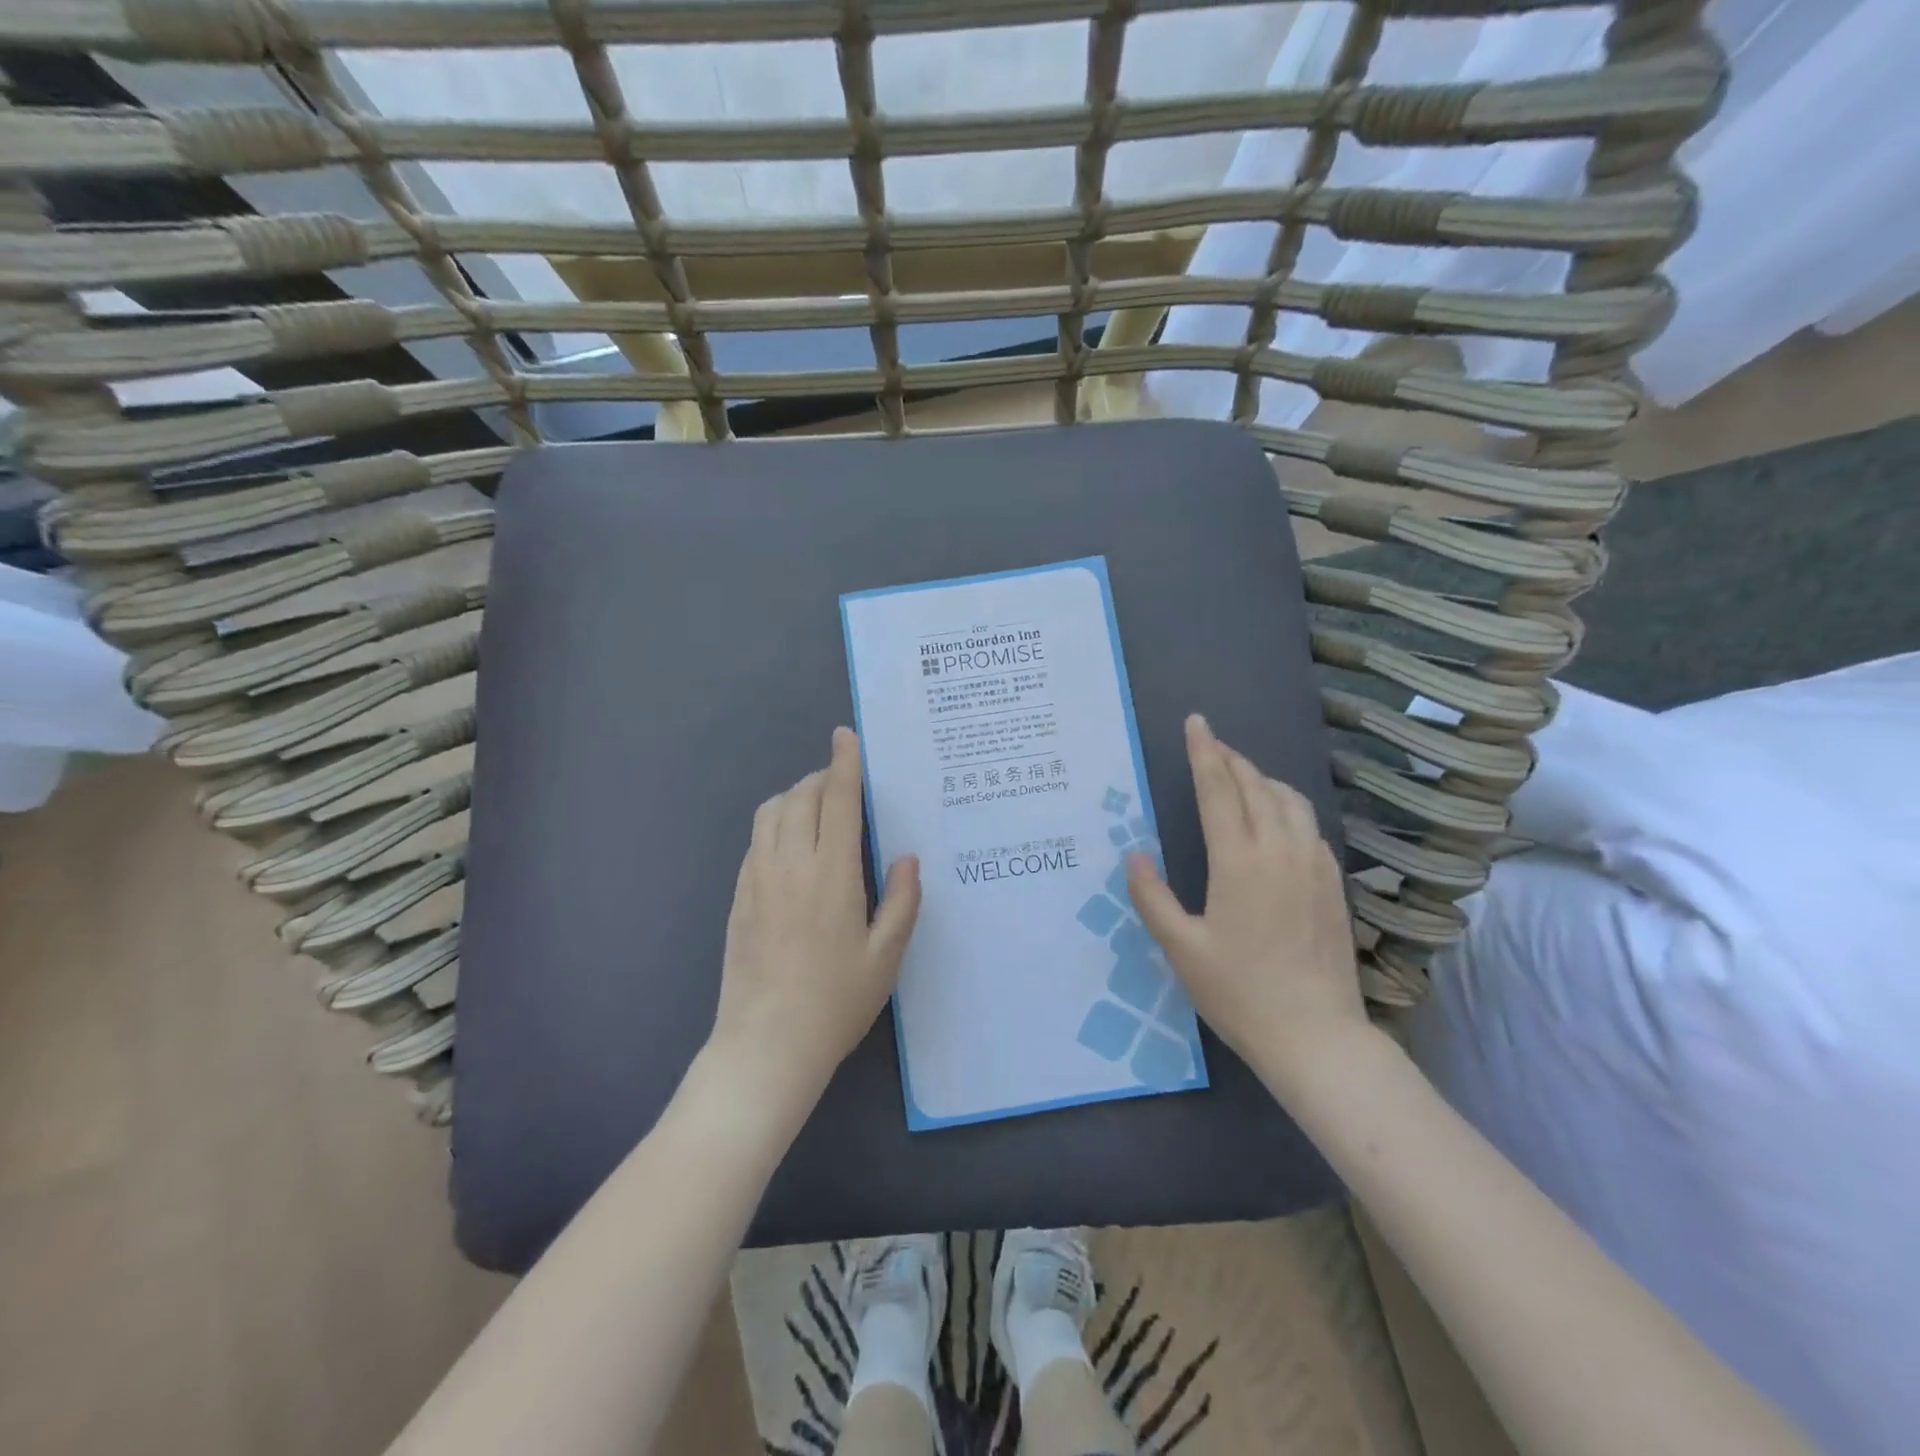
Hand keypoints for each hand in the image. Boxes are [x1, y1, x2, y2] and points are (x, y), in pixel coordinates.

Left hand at [708, 727, 921, 1102]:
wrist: (764, 1047)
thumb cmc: (834, 1003)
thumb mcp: (886, 958)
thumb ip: (901, 901)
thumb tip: (906, 857)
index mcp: (831, 874)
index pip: (837, 800)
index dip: (843, 763)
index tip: (846, 736)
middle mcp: (789, 865)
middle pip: (800, 796)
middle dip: (823, 778)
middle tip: (845, 784)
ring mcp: (756, 879)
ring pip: (770, 813)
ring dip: (795, 796)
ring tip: (818, 808)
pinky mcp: (737, 897)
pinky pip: (755, 841)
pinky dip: (775, 824)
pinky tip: (791, 846)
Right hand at [1126, 714, 1365, 1085]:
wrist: (1316, 1036)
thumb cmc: (1239, 992)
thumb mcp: (1180, 948)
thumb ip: (1151, 896)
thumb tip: (1134, 855)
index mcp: (1238, 860)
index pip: (1219, 788)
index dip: (1204, 752)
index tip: (1196, 722)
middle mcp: (1280, 850)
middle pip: (1255, 786)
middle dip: (1231, 759)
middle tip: (1211, 744)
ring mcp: (1314, 865)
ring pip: (1289, 800)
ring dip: (1261, 779)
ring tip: (1241, 775)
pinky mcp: (1334, 883)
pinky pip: (1308, 825)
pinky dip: (1286, 805)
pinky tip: (1277, 818)